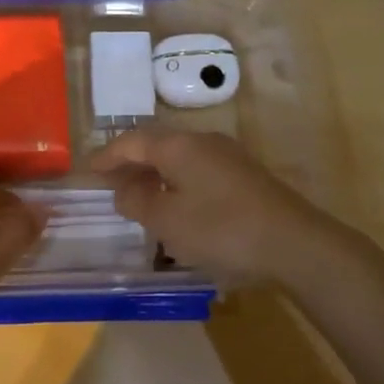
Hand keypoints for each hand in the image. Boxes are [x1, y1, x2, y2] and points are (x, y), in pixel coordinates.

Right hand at [91, 129, 349, 284]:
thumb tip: (123, 188)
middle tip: (110, 183)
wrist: (295, 243)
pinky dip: (177, 181)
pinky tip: (177, 204)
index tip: (88, 170)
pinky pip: (198, 169)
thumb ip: (137, 201)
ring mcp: (228, 155)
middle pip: (156, 144)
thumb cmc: (221, 229)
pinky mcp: (245, 175)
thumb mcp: (167, 221)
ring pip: (179, 157)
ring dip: (155, 173)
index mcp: (178, 145)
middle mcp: (202, 140)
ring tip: (139, 196)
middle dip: (130, 162)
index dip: (106, 155)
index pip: (131, 141)